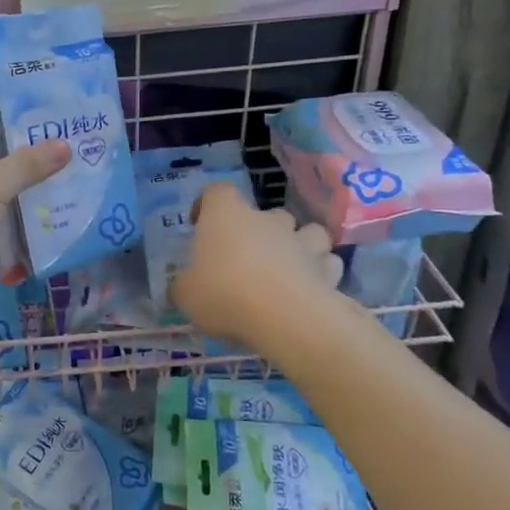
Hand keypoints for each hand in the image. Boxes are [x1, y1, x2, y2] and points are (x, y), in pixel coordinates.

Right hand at [171, 182, 341, 348]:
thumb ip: (183, 286)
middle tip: (246, 256)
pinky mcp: (328, 271)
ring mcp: (302, 243)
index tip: (199, 224)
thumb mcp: (186, 294)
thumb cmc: (225, 294)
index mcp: (226, 216)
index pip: (217, 191)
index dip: (207, 204)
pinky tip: (309, 289)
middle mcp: (266, 221)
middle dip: (260, 230)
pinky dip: (320, 272)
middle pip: (266, 213)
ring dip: (299, 245)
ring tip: (287, 267)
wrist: (287, 318)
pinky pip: (327, 263)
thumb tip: (181, 286)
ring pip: (308, 232)